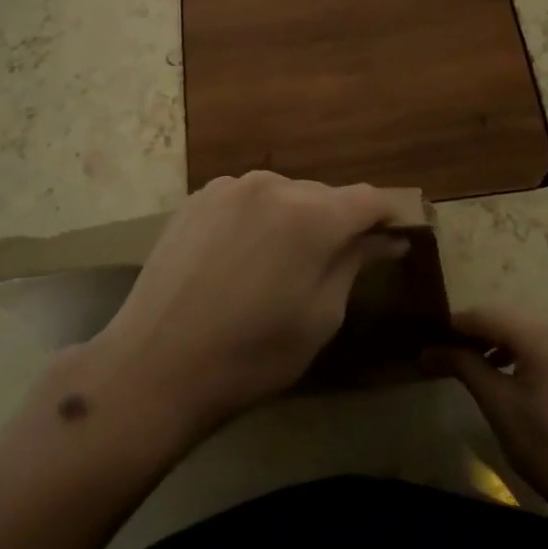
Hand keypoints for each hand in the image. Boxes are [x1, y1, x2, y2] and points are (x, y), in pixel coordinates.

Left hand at [84, 171, 404, 438]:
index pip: (368, 199)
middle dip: (337, 223)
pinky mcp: (197, 197)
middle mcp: (273, 184)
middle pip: (324, 195)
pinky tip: (240, 258)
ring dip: (294, 219)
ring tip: (278, 266)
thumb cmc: (252, 354)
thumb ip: (355, 264)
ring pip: (283, 194)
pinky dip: (257, 219)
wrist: (156, 364)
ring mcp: (230, 186)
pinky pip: (246, 199)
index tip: (391, 240)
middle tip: (332, 265)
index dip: (386, 217)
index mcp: (311, 214)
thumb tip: (387, 239)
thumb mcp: (321, 317)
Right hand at [426, 305, 547, 534]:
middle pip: (508, 318)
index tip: (429, 338)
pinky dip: (527, 351)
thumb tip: (428, 350)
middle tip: (448, 354)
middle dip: (477, 333)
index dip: (455, 324)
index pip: (486, 314)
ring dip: (502, 342)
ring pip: (529, 330)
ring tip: (478, 367)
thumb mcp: (499, 407)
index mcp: (542, 333)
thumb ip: (464, 366)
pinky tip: (514, 376)